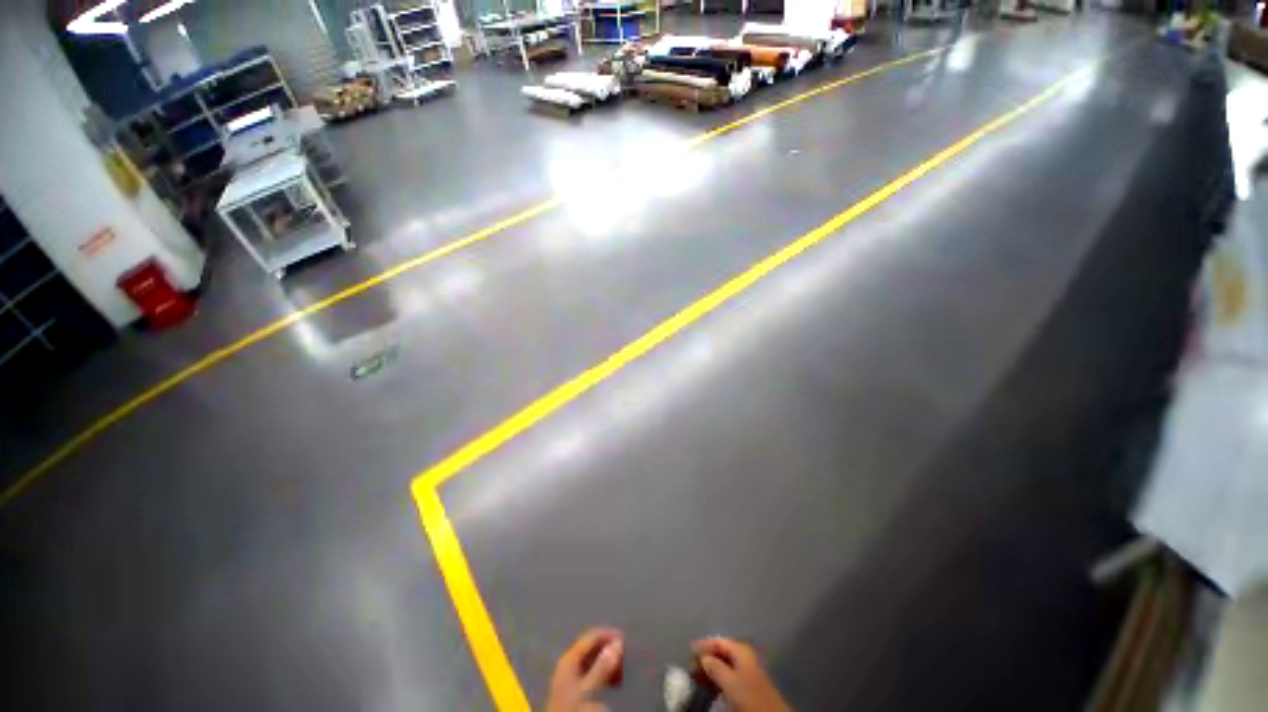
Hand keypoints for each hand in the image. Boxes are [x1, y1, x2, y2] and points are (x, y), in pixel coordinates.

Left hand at [546, 628, 623, 711]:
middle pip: (591, 647)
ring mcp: (569, 675)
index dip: (608, 635)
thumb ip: (602, 666)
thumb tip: (618, 644)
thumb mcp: (588, 688)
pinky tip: (612, 682)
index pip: (591, 637)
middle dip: (609, 650)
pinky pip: (591, 672)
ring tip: (621, 671)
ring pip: (592, 660)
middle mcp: (568, 662)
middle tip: (625, 657)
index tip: (625, 640)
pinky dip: (603, 673)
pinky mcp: (573, 687)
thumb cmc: (573, 708)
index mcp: (569, 658)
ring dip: (608, 663)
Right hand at [692, 637, 790, 711]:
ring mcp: (745, 669)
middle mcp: (743, 655)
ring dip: (709, 668)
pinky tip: (709, 683)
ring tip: (696, 675)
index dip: (703, 644)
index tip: (689, 650)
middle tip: (690, 664)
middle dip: (705, 657)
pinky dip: (716, 677)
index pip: (718, 641)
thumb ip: (715, 666)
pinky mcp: (745, 683)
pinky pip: (727, 674)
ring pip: (723, 664)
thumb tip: (703, 657)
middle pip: (720, 652)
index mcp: (740, 649)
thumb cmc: (749, 693)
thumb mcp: (730, 680)